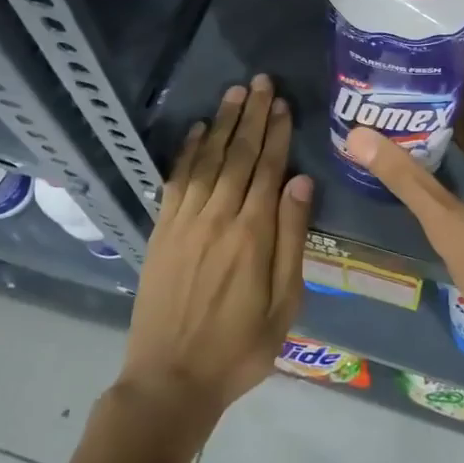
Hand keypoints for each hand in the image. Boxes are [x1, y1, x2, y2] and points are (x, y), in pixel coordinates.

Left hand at [114, 76, 312, 433]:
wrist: (171, 380)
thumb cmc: (240, 347)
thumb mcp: (284, 303)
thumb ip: (292, 239)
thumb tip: (302, 182)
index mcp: (252, 234)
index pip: (268, 169)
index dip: (276, 133)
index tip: (282, 103)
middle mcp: (218, 217)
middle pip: (238, 155)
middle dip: (251, 116)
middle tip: (260, 82)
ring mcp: (185, 222)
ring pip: (208, 160)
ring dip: (222, 124)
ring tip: (234, 94)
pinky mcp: (161, 232)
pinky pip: (176, 182)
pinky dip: (188, 153)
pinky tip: (197, 131)